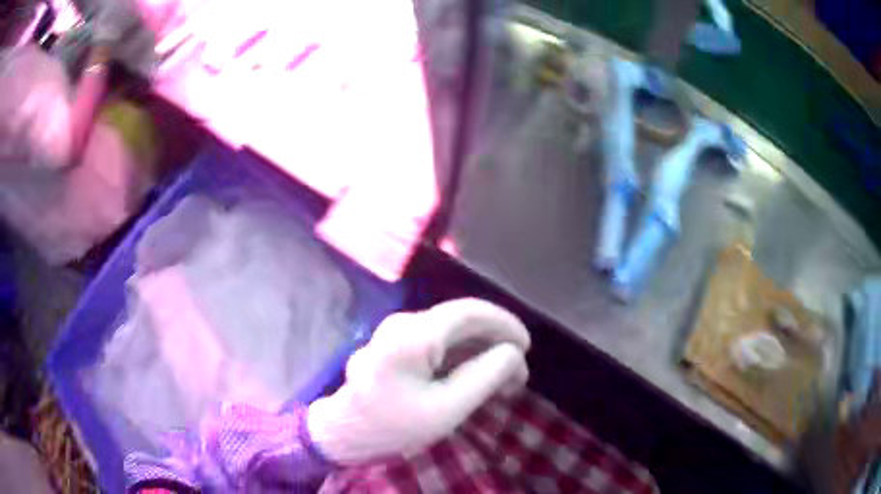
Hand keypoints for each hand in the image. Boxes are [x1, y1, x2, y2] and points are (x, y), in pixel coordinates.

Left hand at [307, 298, 529, 464]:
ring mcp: (395, 332)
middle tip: (518, 373)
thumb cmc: (393, 426)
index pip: (471, 311)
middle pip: (462, 320)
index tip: (527, 347)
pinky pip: (436, 342)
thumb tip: (512, 352)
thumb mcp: (447, 408)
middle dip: (495, 342)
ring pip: (450, 331)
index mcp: (414, 334)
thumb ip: (485, 376)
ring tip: (503, 380)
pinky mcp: (394, 345)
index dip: (505, 324)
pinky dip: (461, 357)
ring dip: (480, 351)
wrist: (343, 434)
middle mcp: (403, 323)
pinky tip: (475, 378)